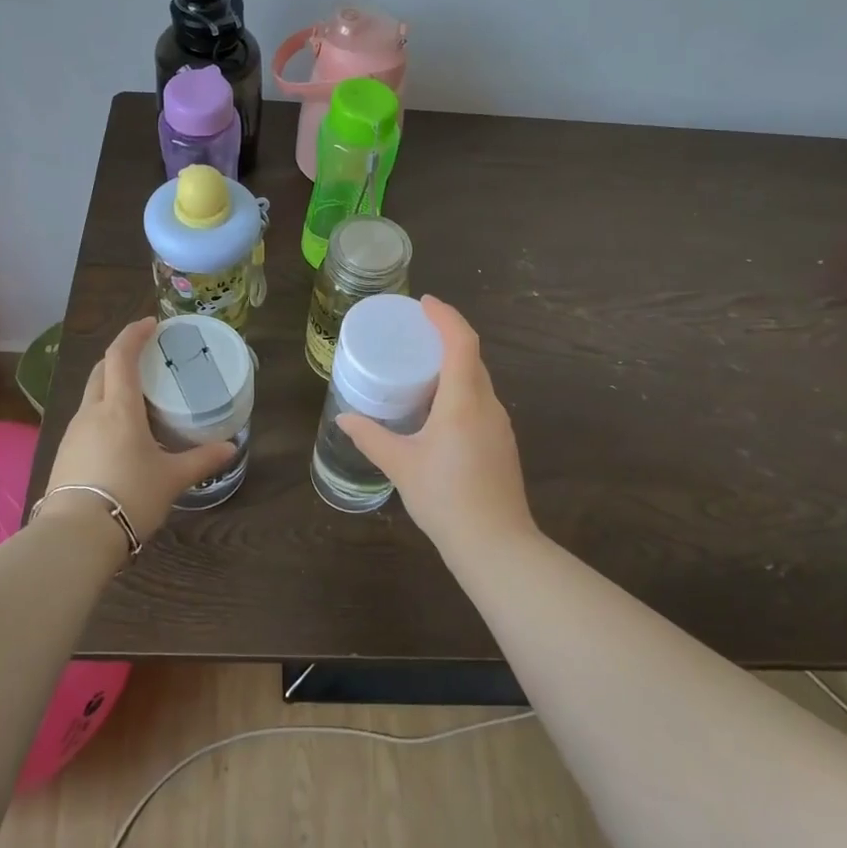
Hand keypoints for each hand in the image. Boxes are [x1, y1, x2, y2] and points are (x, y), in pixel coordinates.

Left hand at [44, 318, 235, 541]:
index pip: (121, 356)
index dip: (134, 334)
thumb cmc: (129, 496)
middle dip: (122, 356)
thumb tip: (230, 448)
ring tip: (138, 398)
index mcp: (119, 408)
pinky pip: (87, 420)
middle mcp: (92, 412)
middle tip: (147, 358)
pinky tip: (120, 434)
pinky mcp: (65, 454)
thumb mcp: (171, 479)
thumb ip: (201, 460)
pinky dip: (104, 412)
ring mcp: (73, 433)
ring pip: (92, 395)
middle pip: (102, 370)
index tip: (152, 324)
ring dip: (112, 385)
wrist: (75, 536)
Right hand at [336, 296, 537, 555]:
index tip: (424, 303)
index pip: (461, 342)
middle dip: (447, 337)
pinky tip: (438, 409)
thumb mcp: (401, 465)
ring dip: (455, 365)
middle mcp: (488, 405)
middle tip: (415, 333)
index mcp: (464, 401)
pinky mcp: (502, 444)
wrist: (496, 545)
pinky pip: (481, 401)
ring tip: (422, 367)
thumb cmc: (446, 499)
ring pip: (478, 380)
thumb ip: (371, 437)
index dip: (445, 316)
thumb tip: (344, 419)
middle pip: (472, 357)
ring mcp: (500, 425)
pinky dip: (460, 390)